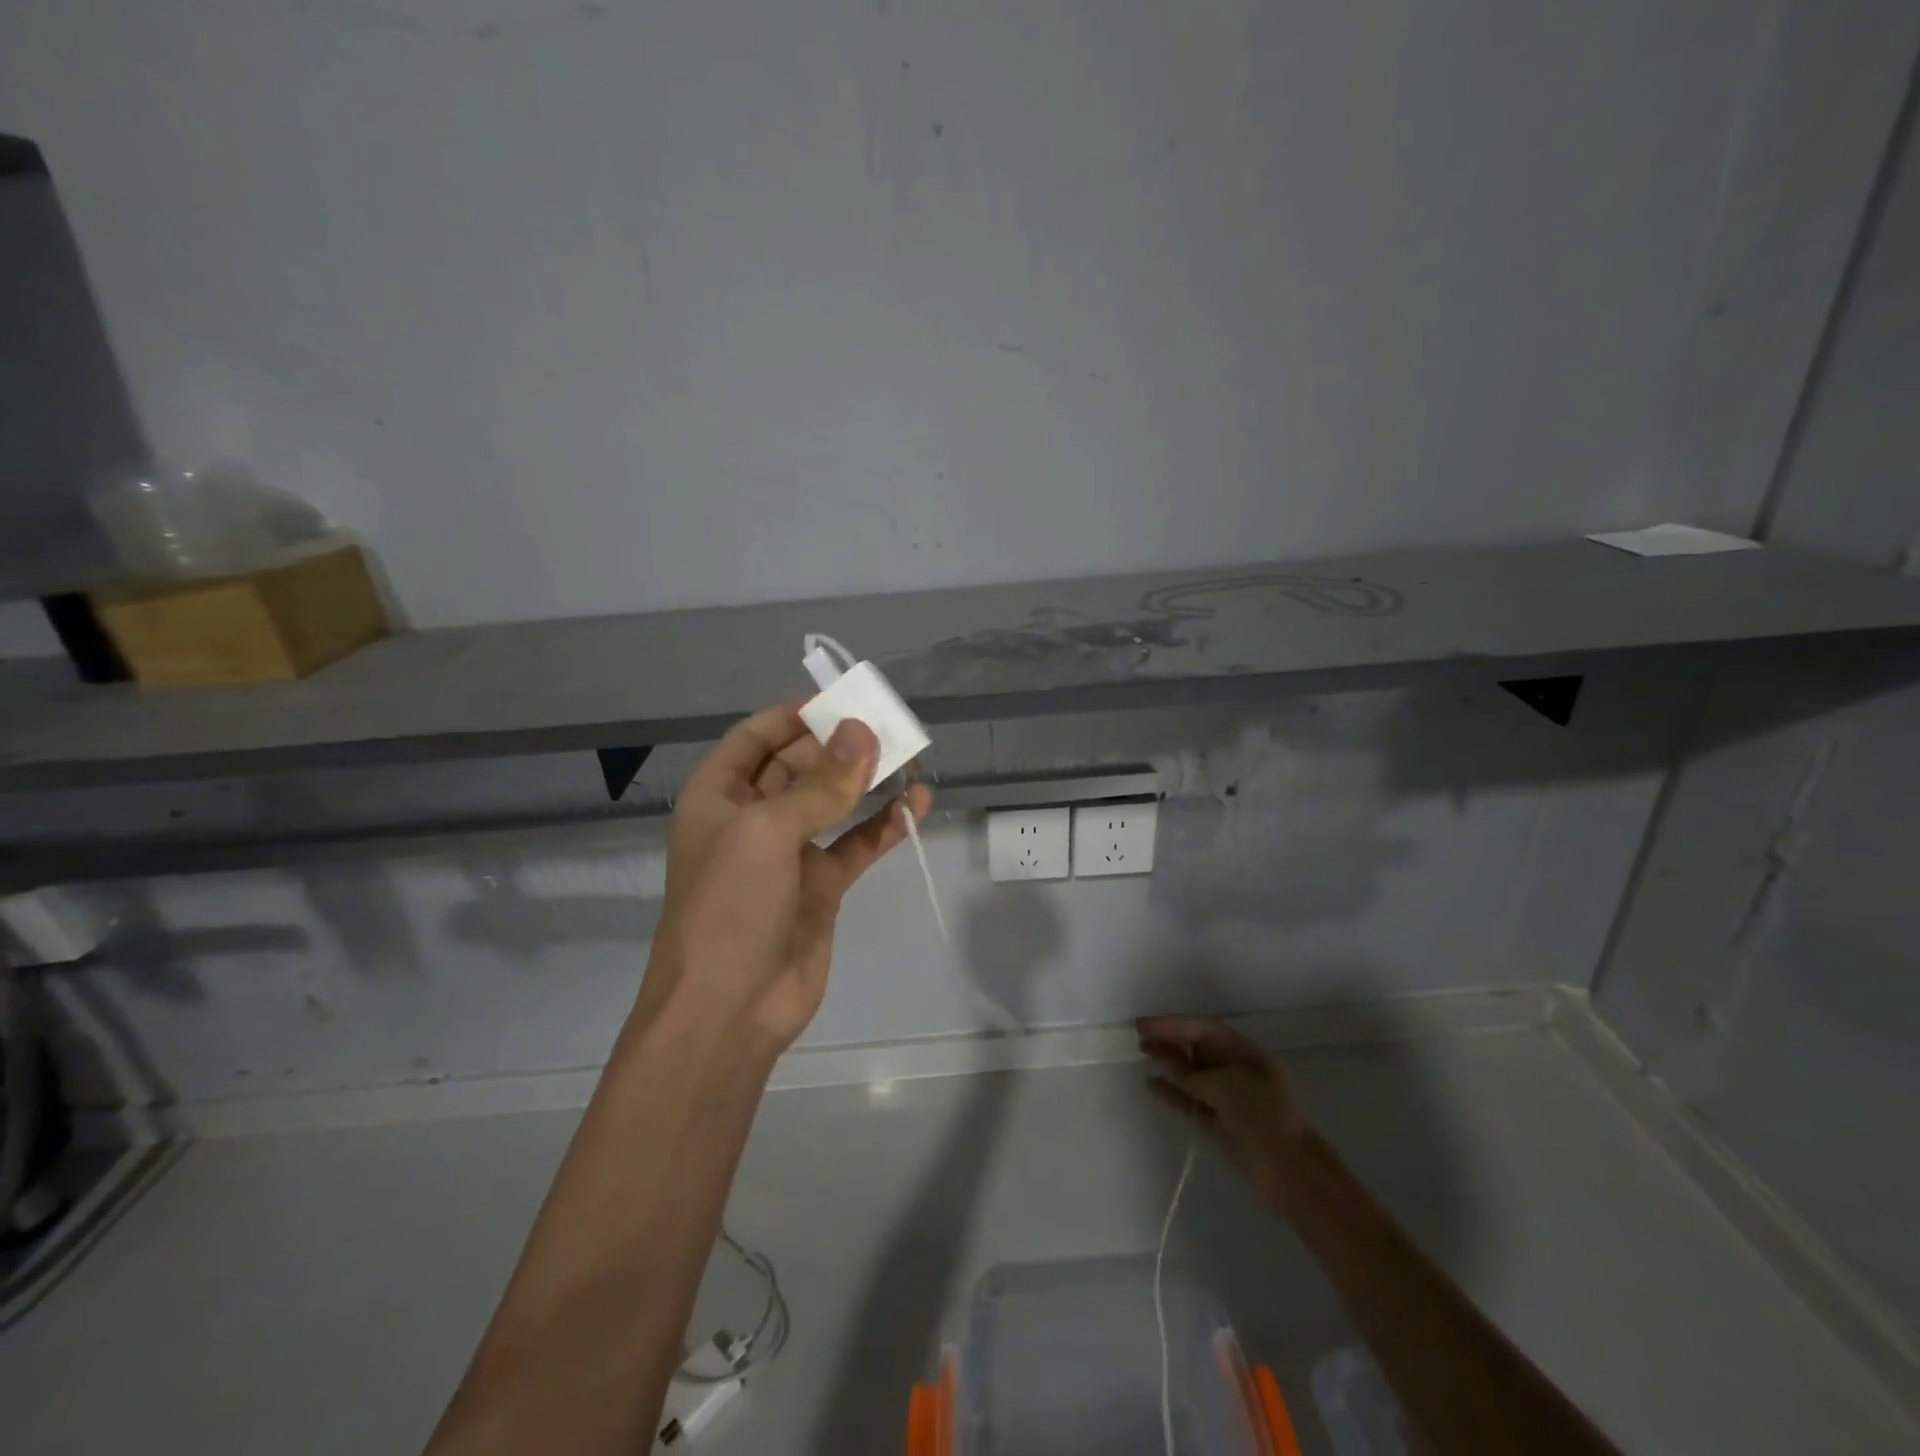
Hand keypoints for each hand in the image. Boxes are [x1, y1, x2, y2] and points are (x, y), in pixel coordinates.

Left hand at [640, 702, 932, 1052]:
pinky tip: (915, 805)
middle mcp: (751, 817)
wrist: (728, 1010)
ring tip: (906, 755)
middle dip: (838, 745)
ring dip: (864, 780)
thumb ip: (820, 784)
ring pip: (832, 802)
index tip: (843, 702)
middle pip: (798, 764)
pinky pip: (856, 845)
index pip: (757, 737)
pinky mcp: (821, 886)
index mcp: (719, 795)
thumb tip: (863, 731)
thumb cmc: (730, 906)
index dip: (795, 716)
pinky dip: (883, 825)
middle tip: (886, 727)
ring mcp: (788, 853)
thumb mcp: (768, 832)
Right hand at [1137, 1015, 1311, 1209]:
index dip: (1173, 1024)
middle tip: (1138, 1035)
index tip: (1143, 1024)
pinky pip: (1190, 1103)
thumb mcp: (1225, 1085)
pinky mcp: (1219, 1126)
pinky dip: (1171, 1093)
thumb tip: (1170, 1069)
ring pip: (1192, 1075)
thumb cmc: (1262, 1116)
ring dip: (1168, 1064)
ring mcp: (1229, 1100)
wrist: (1290, 1173)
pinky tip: (1150, 1085)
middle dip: (1170, 1040)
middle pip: (1198, 1050)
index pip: (1204, 1030)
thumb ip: (1193, 1074)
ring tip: (1141, 1053)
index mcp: (1247, 1054)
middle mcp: (1238, 1072)